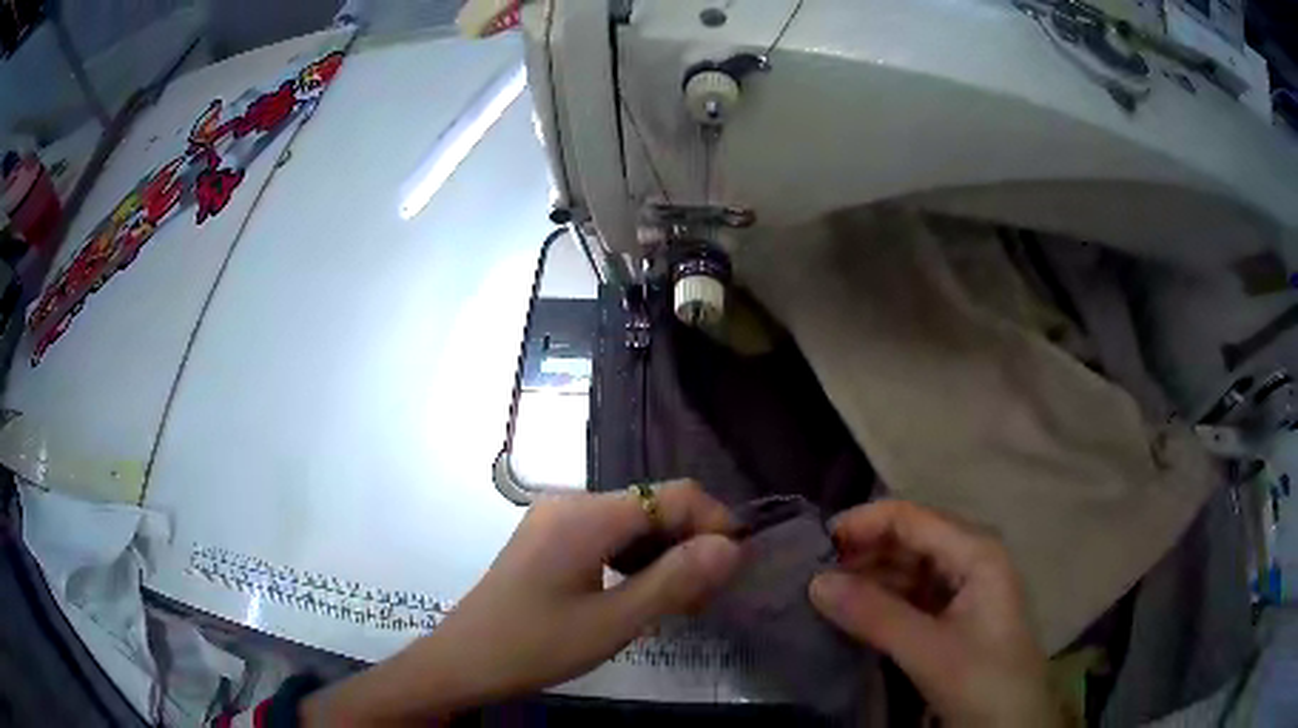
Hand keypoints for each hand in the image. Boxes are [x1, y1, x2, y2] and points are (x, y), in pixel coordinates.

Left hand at [305, 481, 739, 723]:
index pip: (673, 494)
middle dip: (690, 543)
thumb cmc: (535, 645)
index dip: (715, 522)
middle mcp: (571, 503)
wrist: (463, 661)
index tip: (735, 566)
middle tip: (707, 596)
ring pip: (631, 522)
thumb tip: (731, 546)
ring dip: (664, 554)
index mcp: (586, 515)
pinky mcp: (548, 539)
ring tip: (679, 602)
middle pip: (652, 505)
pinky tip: (640, 594)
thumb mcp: (613, 622)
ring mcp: (555, 519)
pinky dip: (634, 560)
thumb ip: (675, 581)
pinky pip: (606, 537)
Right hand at [809, 501, 1059, 727]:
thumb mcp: (927, 650)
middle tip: (814, 576)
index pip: (912, 518)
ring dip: (869, 578)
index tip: (815, 545)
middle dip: (863, 552)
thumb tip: (814, 582)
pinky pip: (912, 596)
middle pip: (910, 539)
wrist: (1012, 724)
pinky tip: (855, 614)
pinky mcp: (954, 616)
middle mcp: (971, 559)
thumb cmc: (982, 679)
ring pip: (909, 568)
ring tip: (826, 596)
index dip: (864, 523)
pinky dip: (882, 601)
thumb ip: (874, 615)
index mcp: (976, 551)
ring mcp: (964, 588)